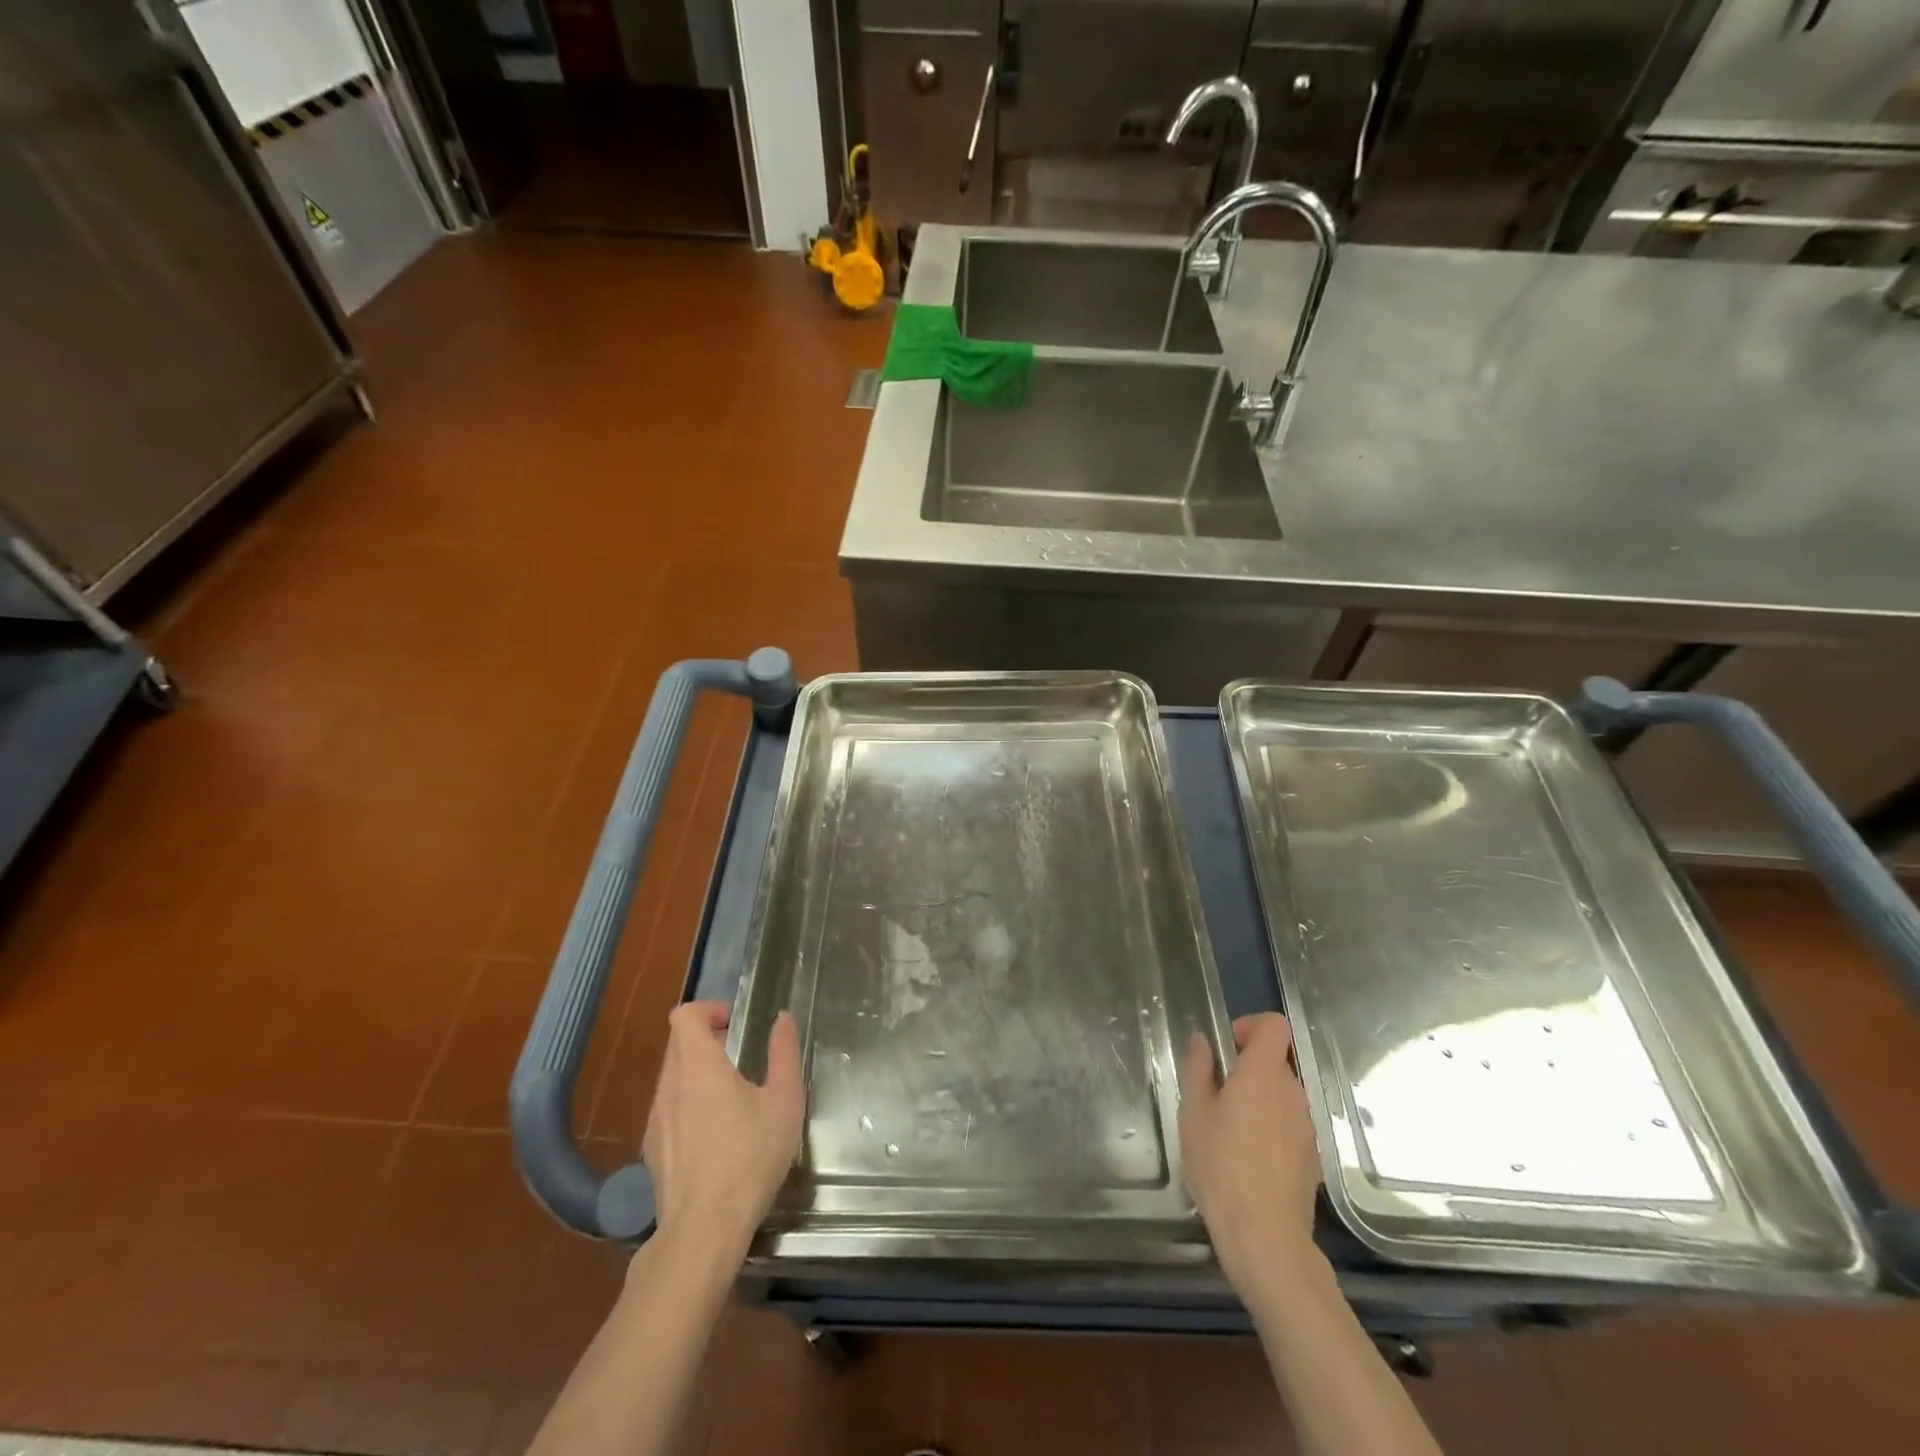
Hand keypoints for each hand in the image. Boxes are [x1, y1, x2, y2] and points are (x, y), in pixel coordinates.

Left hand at [642, 1001, 805, 1260]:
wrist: (702, 1232)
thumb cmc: (749, 1158)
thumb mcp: (784, 1101)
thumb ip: (784, 1053)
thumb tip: (782, 1019)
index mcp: (697, 1065)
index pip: (684, 1015)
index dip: (709, 1009)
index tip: (735, 1024)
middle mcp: (669, 1085)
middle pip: (678, 1043)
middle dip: (708, 1040)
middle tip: (741, 1058)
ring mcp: (655, 1120)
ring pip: (672, 1077)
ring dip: (698, 1073)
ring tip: (732, 1098)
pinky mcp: (652, 1151)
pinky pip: (669, 1109)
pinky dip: (688, 1105)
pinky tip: (716, 1136)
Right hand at [1180, 1013, 1322, 1295]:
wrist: (1266, 1236)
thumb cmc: (1221, 1167)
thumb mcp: (1194, 1114)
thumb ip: (1199, 1070)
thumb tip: (1203, 1042)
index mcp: (1263, 1074)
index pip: (1275, 1025)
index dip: (1252, 1025)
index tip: (1228, 1047)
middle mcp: (1293, 1092)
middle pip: (1277, 1059)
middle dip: (1249, 1066)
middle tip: (1219, 1093)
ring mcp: (1308, 1125)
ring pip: (1284, 1093)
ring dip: (1261, 1097)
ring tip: (1232, 1129)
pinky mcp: (1313, 1155)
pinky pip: (1291, 1122)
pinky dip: (1273, 1125)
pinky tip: (1251, 1156)